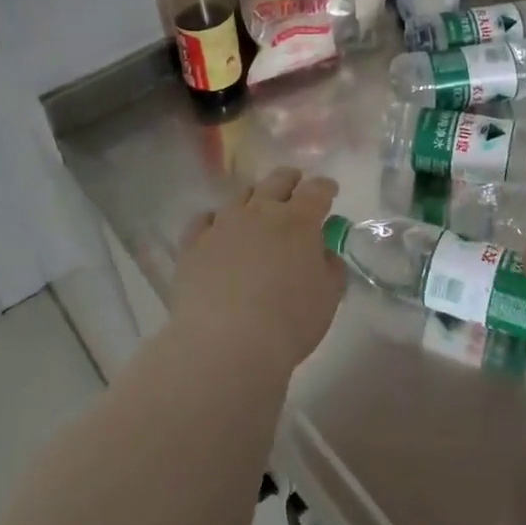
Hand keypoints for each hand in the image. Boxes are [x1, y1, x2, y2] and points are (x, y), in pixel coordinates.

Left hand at [172, 167, 344, 371]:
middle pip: (278, 181)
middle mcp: (261, 211)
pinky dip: (215, 220)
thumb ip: (331, 268)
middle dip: (290, 180)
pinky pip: (204, 220)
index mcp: (299, 221)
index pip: (317, 190)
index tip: (330, 191)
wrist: (225, 344)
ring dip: (254, 197)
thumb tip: (325, 253)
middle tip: (295, 187)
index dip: (325, 187)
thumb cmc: (288, 322)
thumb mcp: (328, 298)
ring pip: (241, 195)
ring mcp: (223, 224)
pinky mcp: (194, 243)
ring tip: (256, 209)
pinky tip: (217, 230)